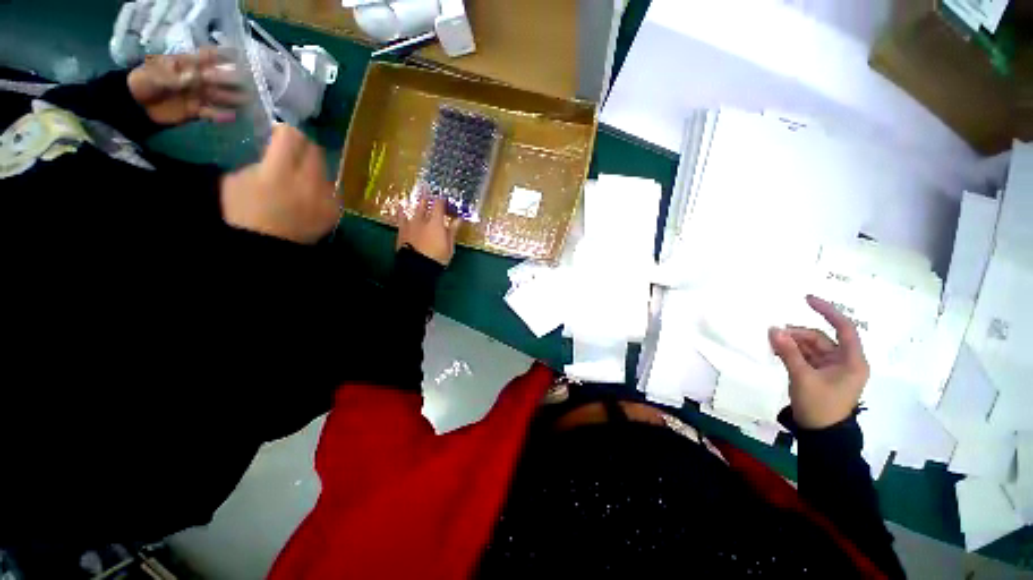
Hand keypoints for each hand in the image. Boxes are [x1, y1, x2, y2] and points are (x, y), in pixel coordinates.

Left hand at [128, 48, 244, 125]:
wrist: (135, 104)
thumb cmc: (145, 82)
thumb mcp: (158, 75)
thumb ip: (178, 76)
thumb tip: (201, 77)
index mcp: (187, 65)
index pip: (207, 57)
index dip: (223, 55)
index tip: (239, 56)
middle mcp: (196, 79)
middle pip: (218, 78)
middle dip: (231, 79)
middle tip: (246, 82)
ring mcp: (197, 95)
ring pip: (219, 96)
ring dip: (232, 98)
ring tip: (247, 101)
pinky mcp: (195, 111)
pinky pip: (211, 113)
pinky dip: (221, 116)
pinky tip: (231, 117)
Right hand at [221, 124, 340, 243]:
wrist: (267, 246)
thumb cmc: (243, 213)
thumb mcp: (236, 179)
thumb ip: (261, 160)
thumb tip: (277, 150)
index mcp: (279, 170)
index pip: (292, 135)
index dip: (284, 132)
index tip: (279, 136)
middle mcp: (308, 181)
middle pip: (314, 149)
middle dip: (302, 146)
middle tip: (292, 153)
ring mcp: (326, 197)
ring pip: (326, 169)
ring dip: (313, 167)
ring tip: (301, 177)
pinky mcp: (336, 210)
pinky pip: (333, 190)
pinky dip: (322, 187)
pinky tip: (310, 194)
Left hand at [395, 193, 460, 264]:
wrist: (416, 268)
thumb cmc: (437, 258)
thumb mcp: (449, 246)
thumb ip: (452, 231)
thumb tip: (458, 219)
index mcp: (436, 222)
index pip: (439, 205)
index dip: (442, 199)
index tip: (445, 198)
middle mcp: (422, 219)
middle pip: (424, 203)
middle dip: (428, 197)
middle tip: (430, 192)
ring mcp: (410, 224)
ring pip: (413, 209)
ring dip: (417, 203)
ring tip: (419, 198)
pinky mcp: (401, 231)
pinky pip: (401, 218)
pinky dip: (401, 212)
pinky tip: (400, 207)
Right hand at [768, 295, 869, 429]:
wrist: (820, 434)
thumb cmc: (820, 405)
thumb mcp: (802, 377)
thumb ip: (788, 352)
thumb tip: (773, 329)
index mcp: (852, 361)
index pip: (844, 328)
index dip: (827, 311)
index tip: (807, 299)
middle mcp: (844, 362)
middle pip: (821, 338)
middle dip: (798, 334)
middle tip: (774, 334)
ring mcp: (831, 369)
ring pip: (810, 347)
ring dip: (792, 343)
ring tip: (772, 343)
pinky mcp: (819, 375)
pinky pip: (805, 357)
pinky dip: (792, 352)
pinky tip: (777, 351)